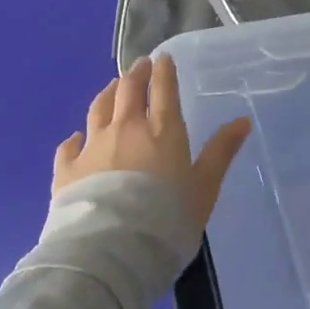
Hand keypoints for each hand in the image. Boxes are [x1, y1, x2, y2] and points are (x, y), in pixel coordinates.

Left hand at [52, 56, 251, 240]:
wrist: (111, 250)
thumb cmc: (167, 219)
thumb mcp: (204, 188)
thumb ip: (221, 152)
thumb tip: (243, 121)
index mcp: (162, 131)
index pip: (163, 90)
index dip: (164, 71)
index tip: (162, 58)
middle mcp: (125, 129)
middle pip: (128, 92)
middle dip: (135, 74)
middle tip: (139, 65)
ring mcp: (92, 147)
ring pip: (99, 109)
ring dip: (108, 94)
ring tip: (112, 86)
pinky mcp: (66, 169)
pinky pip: (69, 146)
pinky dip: (75, 137)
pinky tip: (76, 137)